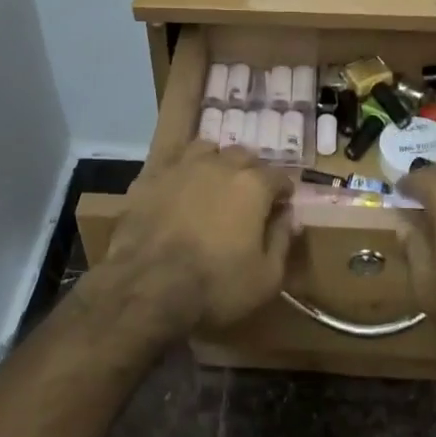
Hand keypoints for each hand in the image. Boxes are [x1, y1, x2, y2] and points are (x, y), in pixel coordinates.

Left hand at [98, 143, 297, 339]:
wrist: (147, 287)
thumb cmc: (215, 286)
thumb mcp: (266, 277)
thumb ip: (282, 240)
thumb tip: (288, 217)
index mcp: (252, 185)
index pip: (278, 176)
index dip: (283, 191)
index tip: (282, 204)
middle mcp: (219, 165)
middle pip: (243, 155)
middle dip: (251, 171)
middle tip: (249, 194)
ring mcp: (181, 167)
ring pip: (206, 149)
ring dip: (215, 162)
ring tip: (214, 182)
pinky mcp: (150, 177)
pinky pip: (173, 164)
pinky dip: (182, 173)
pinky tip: (179, 191)